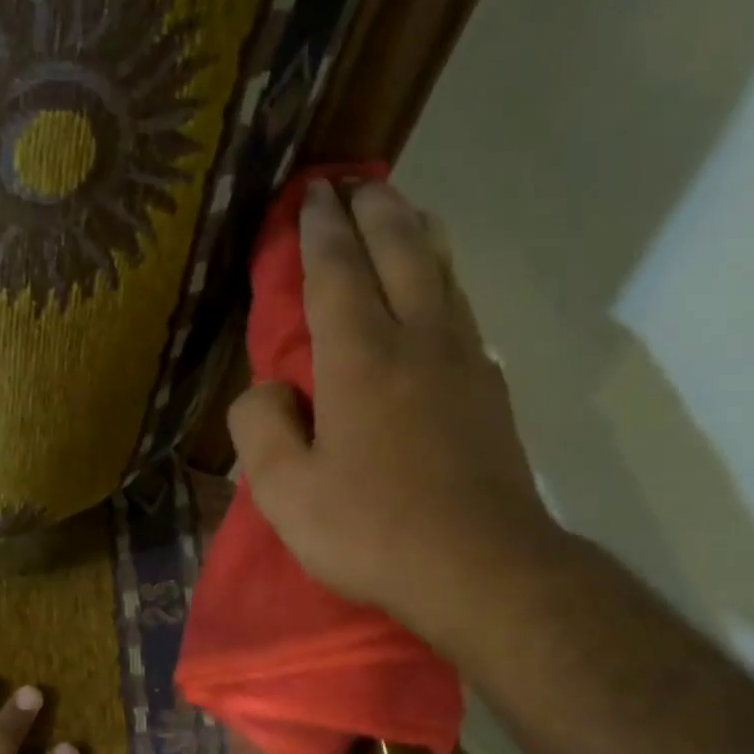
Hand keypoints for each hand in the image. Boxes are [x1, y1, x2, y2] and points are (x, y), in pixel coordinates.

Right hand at [229, 179, 565, 655]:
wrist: (481, 570)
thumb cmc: (372, 532)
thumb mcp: (286, 492)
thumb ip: (261, 428)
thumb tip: (268, 390)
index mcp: (361, 359)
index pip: (337, 272)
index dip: (321, 230)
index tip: (313, 194)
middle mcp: (418, 342)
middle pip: (402, 252)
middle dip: (375, 211)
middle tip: (356, 184)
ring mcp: (465, 365)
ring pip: (444, 275)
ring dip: (418, 235)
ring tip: (404, 213)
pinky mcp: (492, 395)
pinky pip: (464, 315)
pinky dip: (445, 285)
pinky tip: (440, 296)